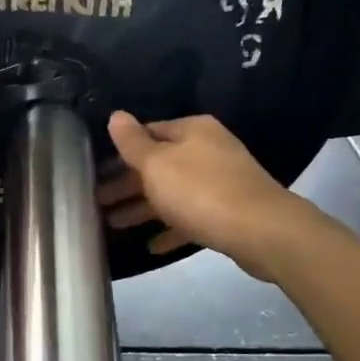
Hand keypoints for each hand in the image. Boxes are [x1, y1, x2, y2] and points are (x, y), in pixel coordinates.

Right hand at [96, 112, 309, 280]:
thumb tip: (116, 115)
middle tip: (97, 202)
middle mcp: (207, 150)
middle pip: (158, 165)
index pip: (147, 133)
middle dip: (127, 184)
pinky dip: (171, 228)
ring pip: (172, 192)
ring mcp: (221, 182)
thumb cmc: (201, 191)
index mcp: (192, 131)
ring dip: (142, 207)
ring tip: (112, 224)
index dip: (120, 151)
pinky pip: (191, 217)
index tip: (96, 170)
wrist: (263, 231)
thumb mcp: (157, 164)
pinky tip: (151, 245)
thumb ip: (133, 142)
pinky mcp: (228, 213)